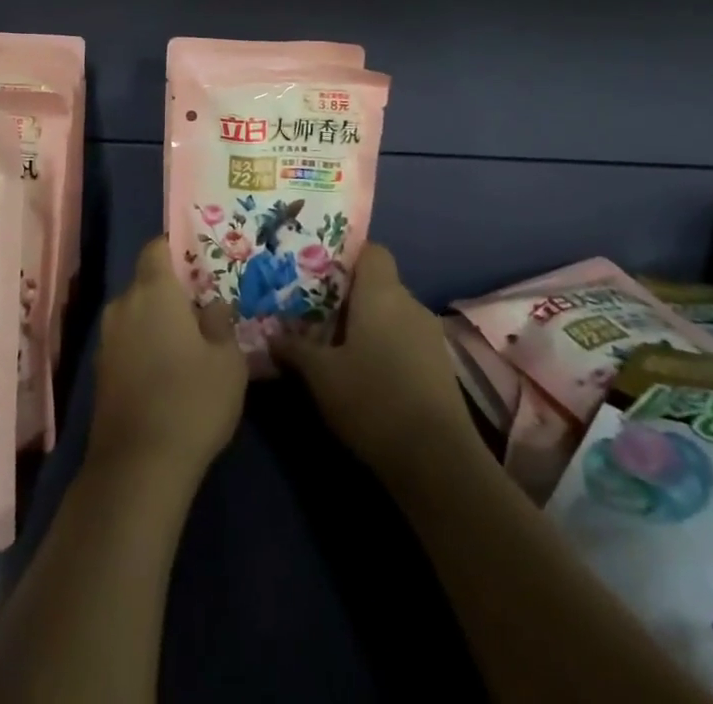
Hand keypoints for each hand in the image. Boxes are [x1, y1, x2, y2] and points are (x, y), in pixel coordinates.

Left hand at [87, 238, 247, 483]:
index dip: (175, 249)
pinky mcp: (100, 372)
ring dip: (156, 322)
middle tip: (201, 310)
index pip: (156, 248)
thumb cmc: (191, 400)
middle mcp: (123, 305)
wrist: (138, 466)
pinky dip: (144, 347)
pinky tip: (166, 373)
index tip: (198, 263)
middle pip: (146, 283)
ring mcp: (106, 340)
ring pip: (135, 315)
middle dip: (170, 292)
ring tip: (187, 345)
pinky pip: (126, 342)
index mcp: (153, 291)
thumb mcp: (227, 360)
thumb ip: (221, 324)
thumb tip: (213, 306)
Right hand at [273, 243, 477, 482]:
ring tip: (336, 347)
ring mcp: (429, 335)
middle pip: (378, 284)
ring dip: (368, 325)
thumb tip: (272, 335)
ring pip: (392, 314)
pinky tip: (366, 375)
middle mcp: (409, 303)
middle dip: (349, 297)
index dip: (347, 257)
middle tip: (315, 314)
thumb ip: (295, 349)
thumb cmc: (372, 400)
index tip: (319, 275)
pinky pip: (406, 340)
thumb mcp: (320, 375)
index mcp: (381, 293)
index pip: (371, 251)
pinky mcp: (440, 366)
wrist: (438, 461)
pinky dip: (386, 348)